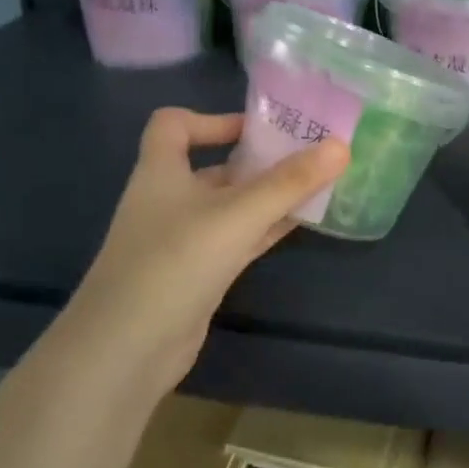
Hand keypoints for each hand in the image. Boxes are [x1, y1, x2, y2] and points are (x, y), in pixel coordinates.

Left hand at [62, 108, 348, 396]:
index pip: (173, 124)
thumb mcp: (237, 215)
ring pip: (229, 207)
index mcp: (161, 172)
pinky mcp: (195, 275)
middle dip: (257, 161)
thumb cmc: (175, 262)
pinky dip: (263, 230)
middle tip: (307, 157)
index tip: (257, 130)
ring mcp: (181, 241)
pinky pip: (235, 240)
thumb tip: (341, 146)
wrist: (128, 348)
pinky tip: (297, 226)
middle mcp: (168, 200)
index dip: (212, 119)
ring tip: (314, 187)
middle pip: (213, 168)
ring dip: (266, 198)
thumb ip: (289, 182)